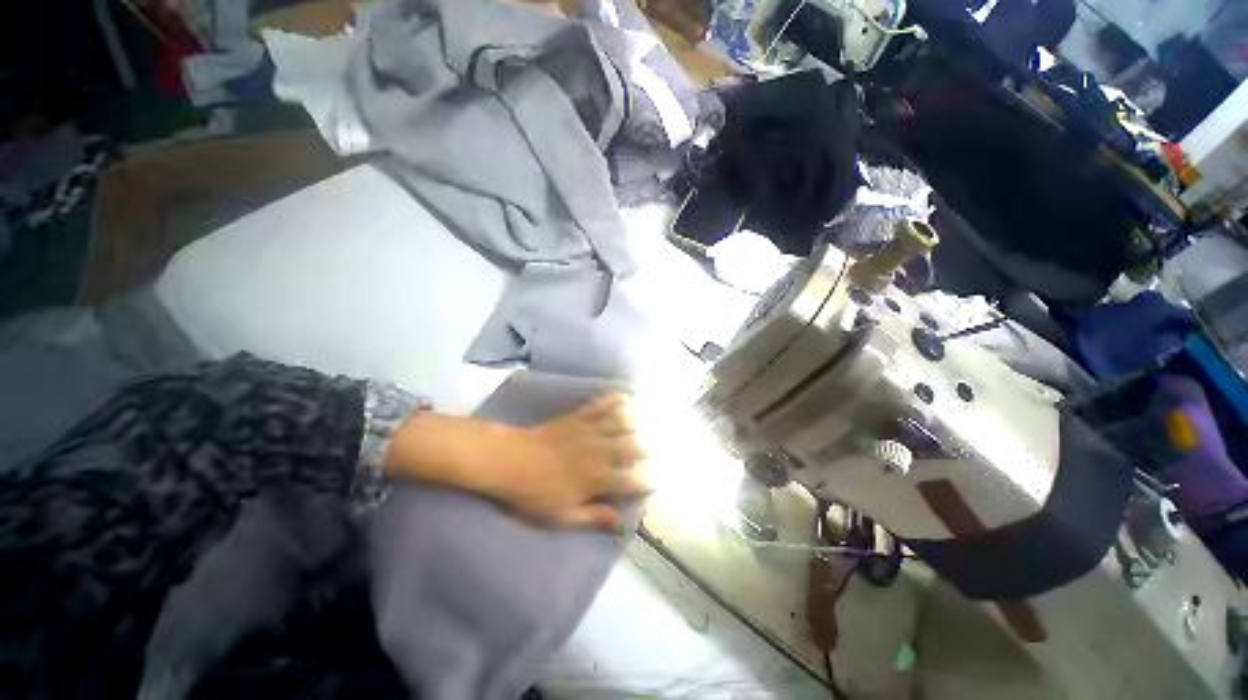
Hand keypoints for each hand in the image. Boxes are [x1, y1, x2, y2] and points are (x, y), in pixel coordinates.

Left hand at [485, 394, 649, 530]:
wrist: (511, 460)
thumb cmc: (535, 493)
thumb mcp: (562, 516)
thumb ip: (593, 517)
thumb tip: (620, 521)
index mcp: (599, 478)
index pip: (632, 480)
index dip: (647, 482)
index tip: (655, 482)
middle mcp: (602, 452)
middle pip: (633, 447)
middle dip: (646, 449)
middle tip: (653, 450)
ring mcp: (591, 431)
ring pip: (622, 423)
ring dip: (636, 424)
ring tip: (646, 423)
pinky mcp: (579, 417)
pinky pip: (600, 405)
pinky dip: (613, 400)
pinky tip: (623, 396)